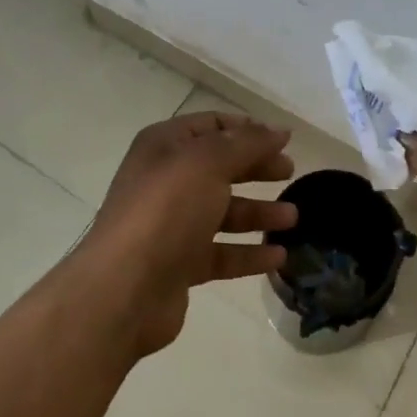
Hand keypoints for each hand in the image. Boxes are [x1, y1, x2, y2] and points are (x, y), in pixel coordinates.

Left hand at [82, 110, 297, 355]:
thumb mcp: (208, 162)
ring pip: (223, 211)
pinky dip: (249, 253)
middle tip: (290, 172)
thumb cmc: (166, 210)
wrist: (123, 290)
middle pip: (220, 167)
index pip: (211, 126)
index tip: (283, 139)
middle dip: (256, 167)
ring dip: (258, 212)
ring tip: (293, 218)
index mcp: (165, 146)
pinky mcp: (179, 264)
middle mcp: (166, 180)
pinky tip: (279, 257)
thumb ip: (247, 143)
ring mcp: (172, 225)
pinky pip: (221, 253)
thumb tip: (279, 130)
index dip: (247, 129)